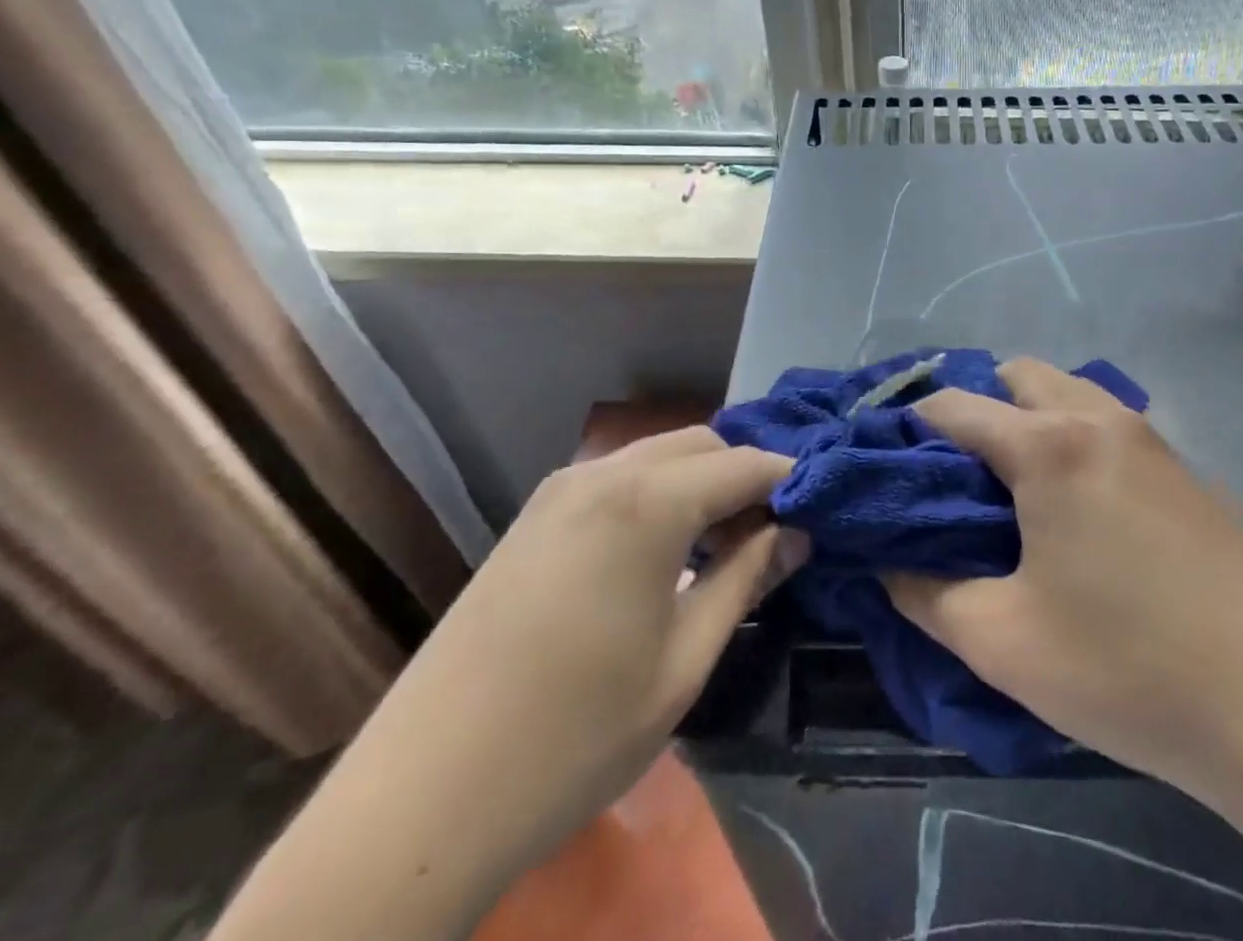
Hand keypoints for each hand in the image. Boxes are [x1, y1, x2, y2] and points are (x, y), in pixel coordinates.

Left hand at [451, 427, 805, 820]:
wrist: (422, 797)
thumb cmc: (575, 735)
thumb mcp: (683, 662)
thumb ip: (746, 581)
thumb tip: (796, 535)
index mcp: (648, 500)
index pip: (744, 464)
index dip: (789, 480)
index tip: (820, 509)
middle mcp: (604, 473)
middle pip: (700, 445)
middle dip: (744, 474)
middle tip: (772, 532)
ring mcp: (560, 489)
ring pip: (657, 456)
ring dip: (700, 482)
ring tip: (724, 542)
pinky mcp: (534, 515)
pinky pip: (617, 479)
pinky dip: (657, 493)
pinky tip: (663, 548)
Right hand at [883, 359, 1242, 812]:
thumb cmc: (1127, 669)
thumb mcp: (1000, 642)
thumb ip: (925, 593)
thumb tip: (888, 563)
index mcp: (1047, 446)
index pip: (954, 406)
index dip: (908, 427)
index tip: (884, 463)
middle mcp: (1096, 418)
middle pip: (1014, 376)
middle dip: (973, 410)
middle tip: (951, 477)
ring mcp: (1147, 437)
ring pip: (1065, 391)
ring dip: (1025, 417)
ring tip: (1007, 488)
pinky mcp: (1180, 466)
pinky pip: (1103, 421)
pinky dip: (1068, 434)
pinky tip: (1070, 505)